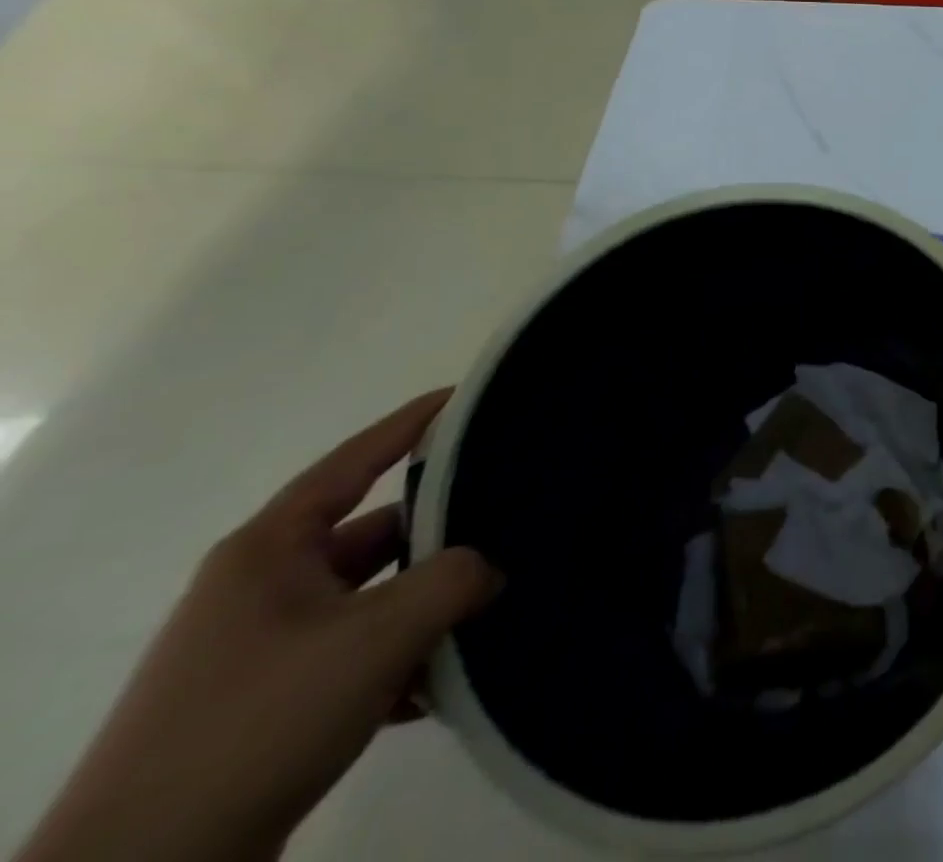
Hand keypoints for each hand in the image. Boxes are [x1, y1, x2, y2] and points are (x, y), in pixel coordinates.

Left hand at [18, 391, 500, 861]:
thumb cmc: (259, 720)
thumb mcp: (379, 635)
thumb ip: (455, 579)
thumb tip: (490, 570)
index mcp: (270, 551)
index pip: (355, 460)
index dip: (413, 423)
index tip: (467, 396)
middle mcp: (263, 587)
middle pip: (374, 535)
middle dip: (440, 536)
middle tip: (508, 520)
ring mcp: (263, 648)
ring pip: (372, 600)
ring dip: (425, 609)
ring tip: (487, 610)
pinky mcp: (268, 703)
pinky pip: (356, 655)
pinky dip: (400, 662)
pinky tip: (440, 684)